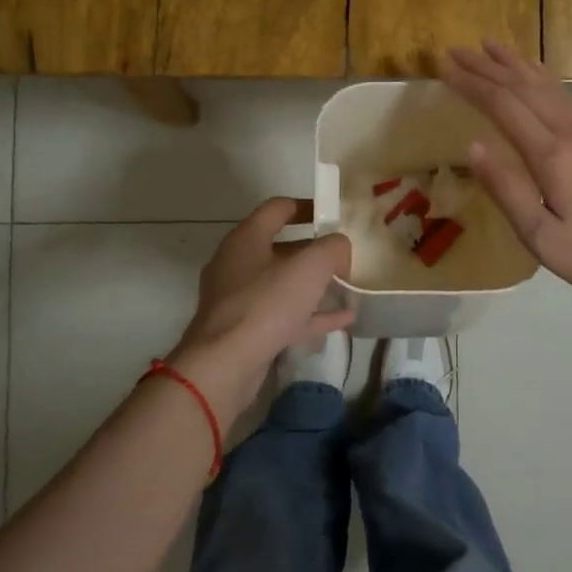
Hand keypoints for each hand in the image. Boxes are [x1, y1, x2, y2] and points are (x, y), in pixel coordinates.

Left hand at [167, 198, 354, 420]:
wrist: (224, 365)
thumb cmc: (266, 304)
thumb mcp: (311, 266)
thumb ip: (333, 248)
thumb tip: (339, 248)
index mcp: (247, 238)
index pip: (278, 208)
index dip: (308, 206)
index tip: (333, 214)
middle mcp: (237, 263)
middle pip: (280, 247)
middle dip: (314, 251)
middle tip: (342, 256)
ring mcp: (237, 299)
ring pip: (282, 284)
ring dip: (314, 286)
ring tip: (346, 288)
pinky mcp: (243, 331)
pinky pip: (282, 315)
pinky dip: (310, 315)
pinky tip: (342, 320)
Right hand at [442, 42, 571, 302]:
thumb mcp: (541, 236)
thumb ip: (506, 189)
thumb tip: (473, 145)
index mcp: (552, 155)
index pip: (503, 106)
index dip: (472, 85)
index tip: (444, 69)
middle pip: (523, 87)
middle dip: (487, 66)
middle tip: (456, 50)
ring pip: (548, 86)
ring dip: (516, 64)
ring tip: (491, 46)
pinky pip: (566, 96)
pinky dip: (544, 78)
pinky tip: (537, 72)